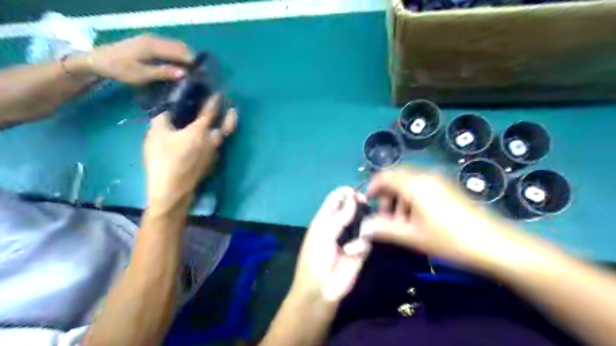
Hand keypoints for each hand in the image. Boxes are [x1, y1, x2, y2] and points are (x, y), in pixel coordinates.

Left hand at [67, 33, 193, 83]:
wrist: (97, 60)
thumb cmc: (119, 69)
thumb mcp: (142, 74)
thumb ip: (164, 72)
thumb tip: (185, 73)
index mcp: (153, 46)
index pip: (180, 52)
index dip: (193, 62)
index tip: (202, 74)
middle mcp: (154, 39)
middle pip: (180, 47)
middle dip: (191, 59)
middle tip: (199, 74)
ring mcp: (151, 39)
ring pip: (175, 46)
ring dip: (185, 57)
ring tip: (192, 71)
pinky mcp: (148, 43)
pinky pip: (169, 47)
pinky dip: (177, 55)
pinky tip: (179, 66)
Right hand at [146, 95, 235, 212]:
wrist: (173, 189)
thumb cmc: (164, 160)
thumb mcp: (156, 135)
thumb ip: (163, 120)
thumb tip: (167, 113)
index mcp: (200, 131)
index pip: (211, 111)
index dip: (214, 101)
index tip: (218, 93)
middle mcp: (212, 141)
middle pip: (226, 127)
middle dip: (230, 116)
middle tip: (232, 109)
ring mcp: (214, 154)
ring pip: (221, 139)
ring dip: (222, 129)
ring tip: (217, 124)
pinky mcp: (211, 165)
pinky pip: (216, 148)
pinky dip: (214, 141)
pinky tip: (206, 142)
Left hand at [291, 187, 372, 302]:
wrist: (321, 289)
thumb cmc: (316, 258)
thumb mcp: (323, 234)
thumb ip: (339, 216)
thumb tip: (352, 198)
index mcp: (324, 219)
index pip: (334, 199)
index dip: (344, 193)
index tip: (355, 192)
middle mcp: (338, 225)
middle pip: (350, 207)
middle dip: (357, 203)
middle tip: (364, 202)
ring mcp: (349, 237)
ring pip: (361, 221)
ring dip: (362, 223)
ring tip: (361, 229)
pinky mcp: (360, 251)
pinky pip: (366, 240)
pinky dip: (360, 244)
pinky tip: (351, 251)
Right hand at [362, 168, 529, 272]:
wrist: (496, 245)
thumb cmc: (450, 239)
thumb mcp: (413, 236)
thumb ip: (385, 230)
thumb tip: (363, 228)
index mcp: (415, 184)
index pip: (386, 176)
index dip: (373, 187)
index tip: (368, 203)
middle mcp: (426, 177)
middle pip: (397, 178)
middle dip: (386, 196)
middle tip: (385, 217)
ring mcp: (440, 181)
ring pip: (410, 184)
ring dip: (399, 200)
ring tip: (401, 222)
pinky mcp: (449, 189)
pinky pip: (423, 188)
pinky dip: (412, 200)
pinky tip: (417, 220)